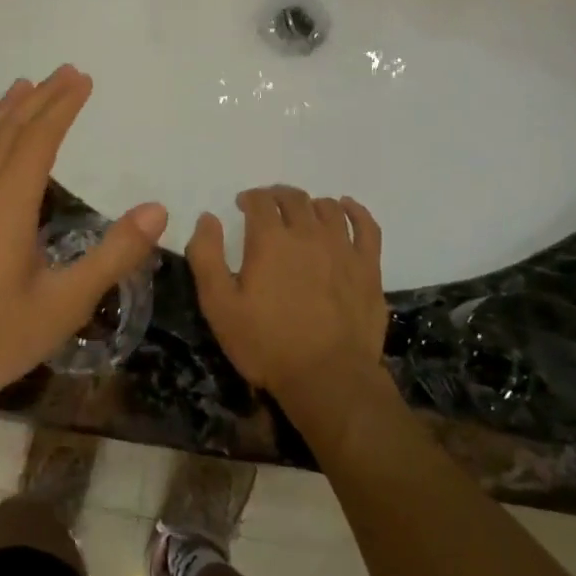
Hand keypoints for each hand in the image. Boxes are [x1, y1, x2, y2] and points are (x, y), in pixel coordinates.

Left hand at [0, 65, 167, 413]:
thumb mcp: (65, 303)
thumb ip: (113, 255)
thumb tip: (158, 210)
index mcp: (5, 206)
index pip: (37, 140)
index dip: (61, 106)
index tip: (82, 78)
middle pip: (8, 132)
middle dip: (39, 99)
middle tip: (65, 70)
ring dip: (7, 112)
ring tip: (25, 86)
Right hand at [186, 186, 388, 399]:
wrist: (328, 379)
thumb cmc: (266, 344)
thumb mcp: (219, 305)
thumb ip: (207, 256)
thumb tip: (208, 218)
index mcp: (270, 240)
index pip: (260, 200)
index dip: (250, 198)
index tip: (243, 206)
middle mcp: (308, 234)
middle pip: (294, 198)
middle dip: (277, 196)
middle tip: (268, 208)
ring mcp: (343, 249)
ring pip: (328, 208)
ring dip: (310, 204)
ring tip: (302, 214)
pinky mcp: (369, 268)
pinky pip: (366, 226)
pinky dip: (355, 211)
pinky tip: (346, 209)